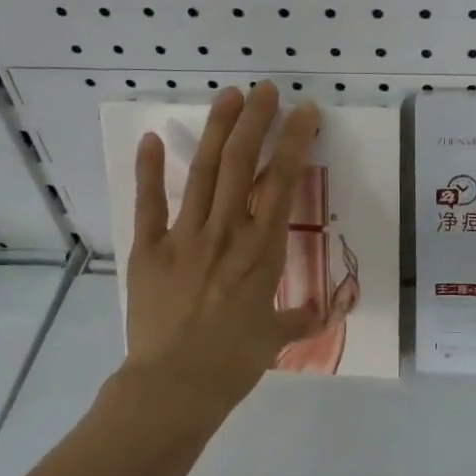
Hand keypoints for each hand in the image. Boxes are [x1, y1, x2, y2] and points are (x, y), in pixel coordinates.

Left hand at [123, 83, 324, 415]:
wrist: (175, 385)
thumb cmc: (233, 362)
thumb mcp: (275, 338)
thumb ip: (302, 318)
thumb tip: (326, 312)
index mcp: (262, 249)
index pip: (282, 182)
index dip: (294, 142)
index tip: (304, 112)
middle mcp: (226, 231)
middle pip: (240, 163)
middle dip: (255, 121)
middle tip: (266, 90)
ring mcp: (184, 236)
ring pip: (203, 172)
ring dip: (216, 130)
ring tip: (228, 96)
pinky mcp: (149, 249)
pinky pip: (149, 203)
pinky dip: (149, 170)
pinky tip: (151, 139)